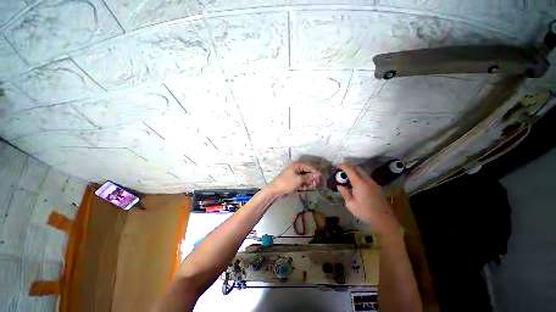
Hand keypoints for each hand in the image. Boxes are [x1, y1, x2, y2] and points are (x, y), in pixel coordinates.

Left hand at [269, 162, 320, 195]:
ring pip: (304, 177)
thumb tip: (317, 175)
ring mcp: (294, 175)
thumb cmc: (287, 183)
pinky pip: (301, 181)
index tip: (321, 176)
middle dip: (312, 177)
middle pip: (307, 171)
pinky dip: (305, 184)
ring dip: (309, 181)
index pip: (308, 166)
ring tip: (314, 185)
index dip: (315, 171)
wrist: (275, 190)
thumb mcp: (299, 179)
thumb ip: (308, 177)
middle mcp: (296, 168)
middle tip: (318, 182)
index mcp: (297, 165)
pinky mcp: (293, 181)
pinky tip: (308, 187)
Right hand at [336, 164, 401, 236]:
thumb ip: (345, 193)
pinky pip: (366, 177)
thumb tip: (339, 186)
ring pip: (362, 172)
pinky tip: (355, 183)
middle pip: (357, 168)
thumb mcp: (351, 204)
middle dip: (349, 167)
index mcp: (360, 184)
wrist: (384, 220)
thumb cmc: (365, 212)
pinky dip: (359, 176)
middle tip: (341, 170)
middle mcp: (367, 181)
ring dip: (354, 172)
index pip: (350, 170)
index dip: (343, 166)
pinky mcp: (377, 187)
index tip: (337, 166)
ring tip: (347, 177)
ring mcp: (373, 183)